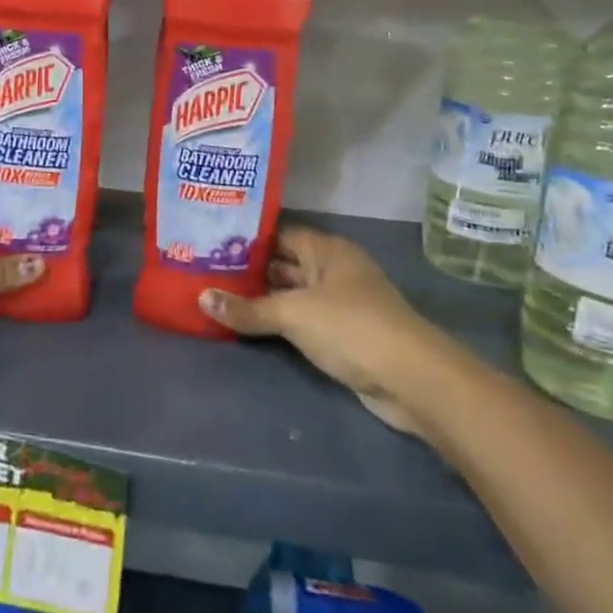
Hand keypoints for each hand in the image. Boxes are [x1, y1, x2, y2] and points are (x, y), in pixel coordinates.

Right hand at [198, 226, 445, 436]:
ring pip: (292, 294)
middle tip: (205, 271)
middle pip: (284, 263)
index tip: (210, 241)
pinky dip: (278, 322)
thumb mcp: (293, 314)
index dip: (247, 238)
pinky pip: (302, 321)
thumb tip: (202, 297)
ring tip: (217, 296)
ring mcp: (340, 303)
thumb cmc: (350, 328)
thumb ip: (248, 308)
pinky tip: (248, 325)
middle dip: (250, 269)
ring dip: (262, 299)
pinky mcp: (343, 335)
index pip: (279, 234)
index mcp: (326, 250)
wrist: (411, 379)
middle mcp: (333, 270)